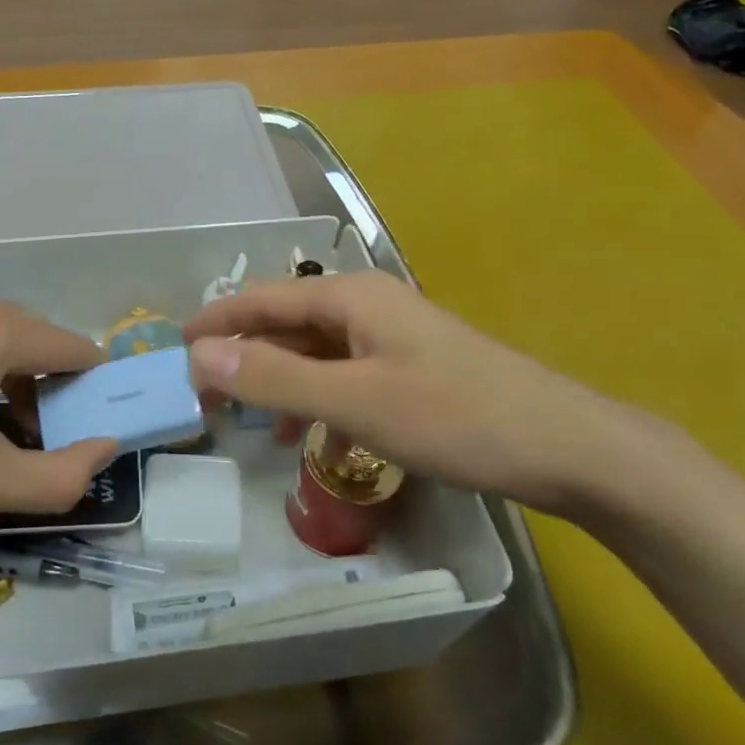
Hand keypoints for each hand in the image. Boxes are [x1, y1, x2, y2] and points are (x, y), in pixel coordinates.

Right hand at [184, 270, 651, 513]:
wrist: (568, 448)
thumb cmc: (455, 417)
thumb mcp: (355, 401)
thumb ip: (276, 378)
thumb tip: (201, 355)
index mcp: (351, 297)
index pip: (265, 299)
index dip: (218, 321)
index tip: (175, 344)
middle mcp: (369, 306)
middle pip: (289, 324)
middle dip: (247, 357)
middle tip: (205, 394)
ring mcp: (395, 339)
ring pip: (319, 354)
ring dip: (283, 382)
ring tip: (249, 421)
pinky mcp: (414, 371)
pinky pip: (349, 378)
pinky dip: (324, 403)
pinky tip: (319, 443)